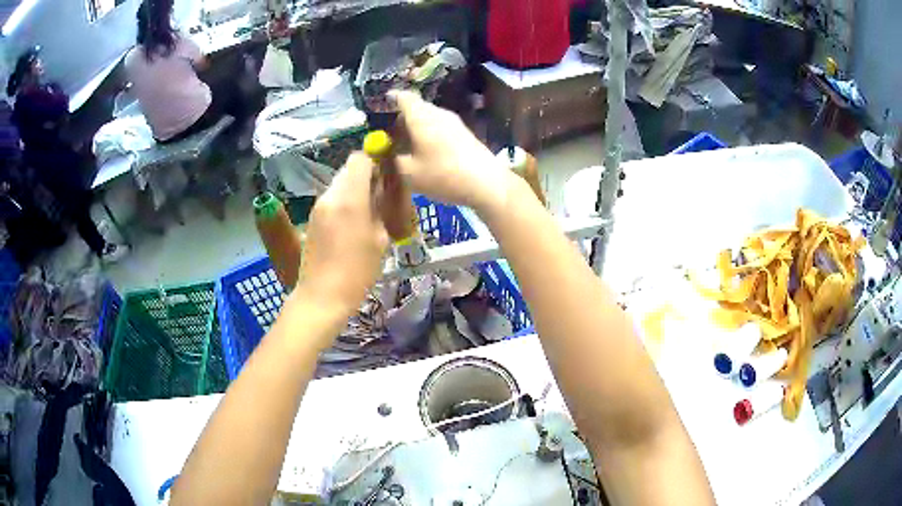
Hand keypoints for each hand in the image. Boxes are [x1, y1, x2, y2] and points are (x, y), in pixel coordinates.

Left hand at [295, 153, 388, 320]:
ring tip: (367, 213)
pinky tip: (351, 225)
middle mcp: (330, 195)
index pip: (359, 159)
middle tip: (380, 196)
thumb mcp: (380, 239)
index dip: (374, 160)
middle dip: (365, 176)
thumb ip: (380, 207)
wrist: (322, 295)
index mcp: (349, 198)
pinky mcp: (312, 218)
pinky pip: (331, 199)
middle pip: (348, 169)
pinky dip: (343, 202)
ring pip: (339, 184)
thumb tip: (382, 189)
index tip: (386, 174)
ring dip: (354, 190)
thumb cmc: (357, 271)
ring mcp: (318, 206)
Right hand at [391, 91, 512, 212]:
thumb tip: (388, 153)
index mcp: (421, 117)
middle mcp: (438, 113)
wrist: (486, 183)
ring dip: (417, 128)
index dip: (391, 99)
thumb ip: (393, 160)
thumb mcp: (409, 173)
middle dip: (402, 119)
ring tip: (407, 147)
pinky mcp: (465, 133)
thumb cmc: (442, 175)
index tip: (382, 104)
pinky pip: (441, 128)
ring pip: (429, 118)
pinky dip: (430, 135)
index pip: (403, 97)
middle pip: (416, 108)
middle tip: (390, 135)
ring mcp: (454, 122)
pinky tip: (427, 154)